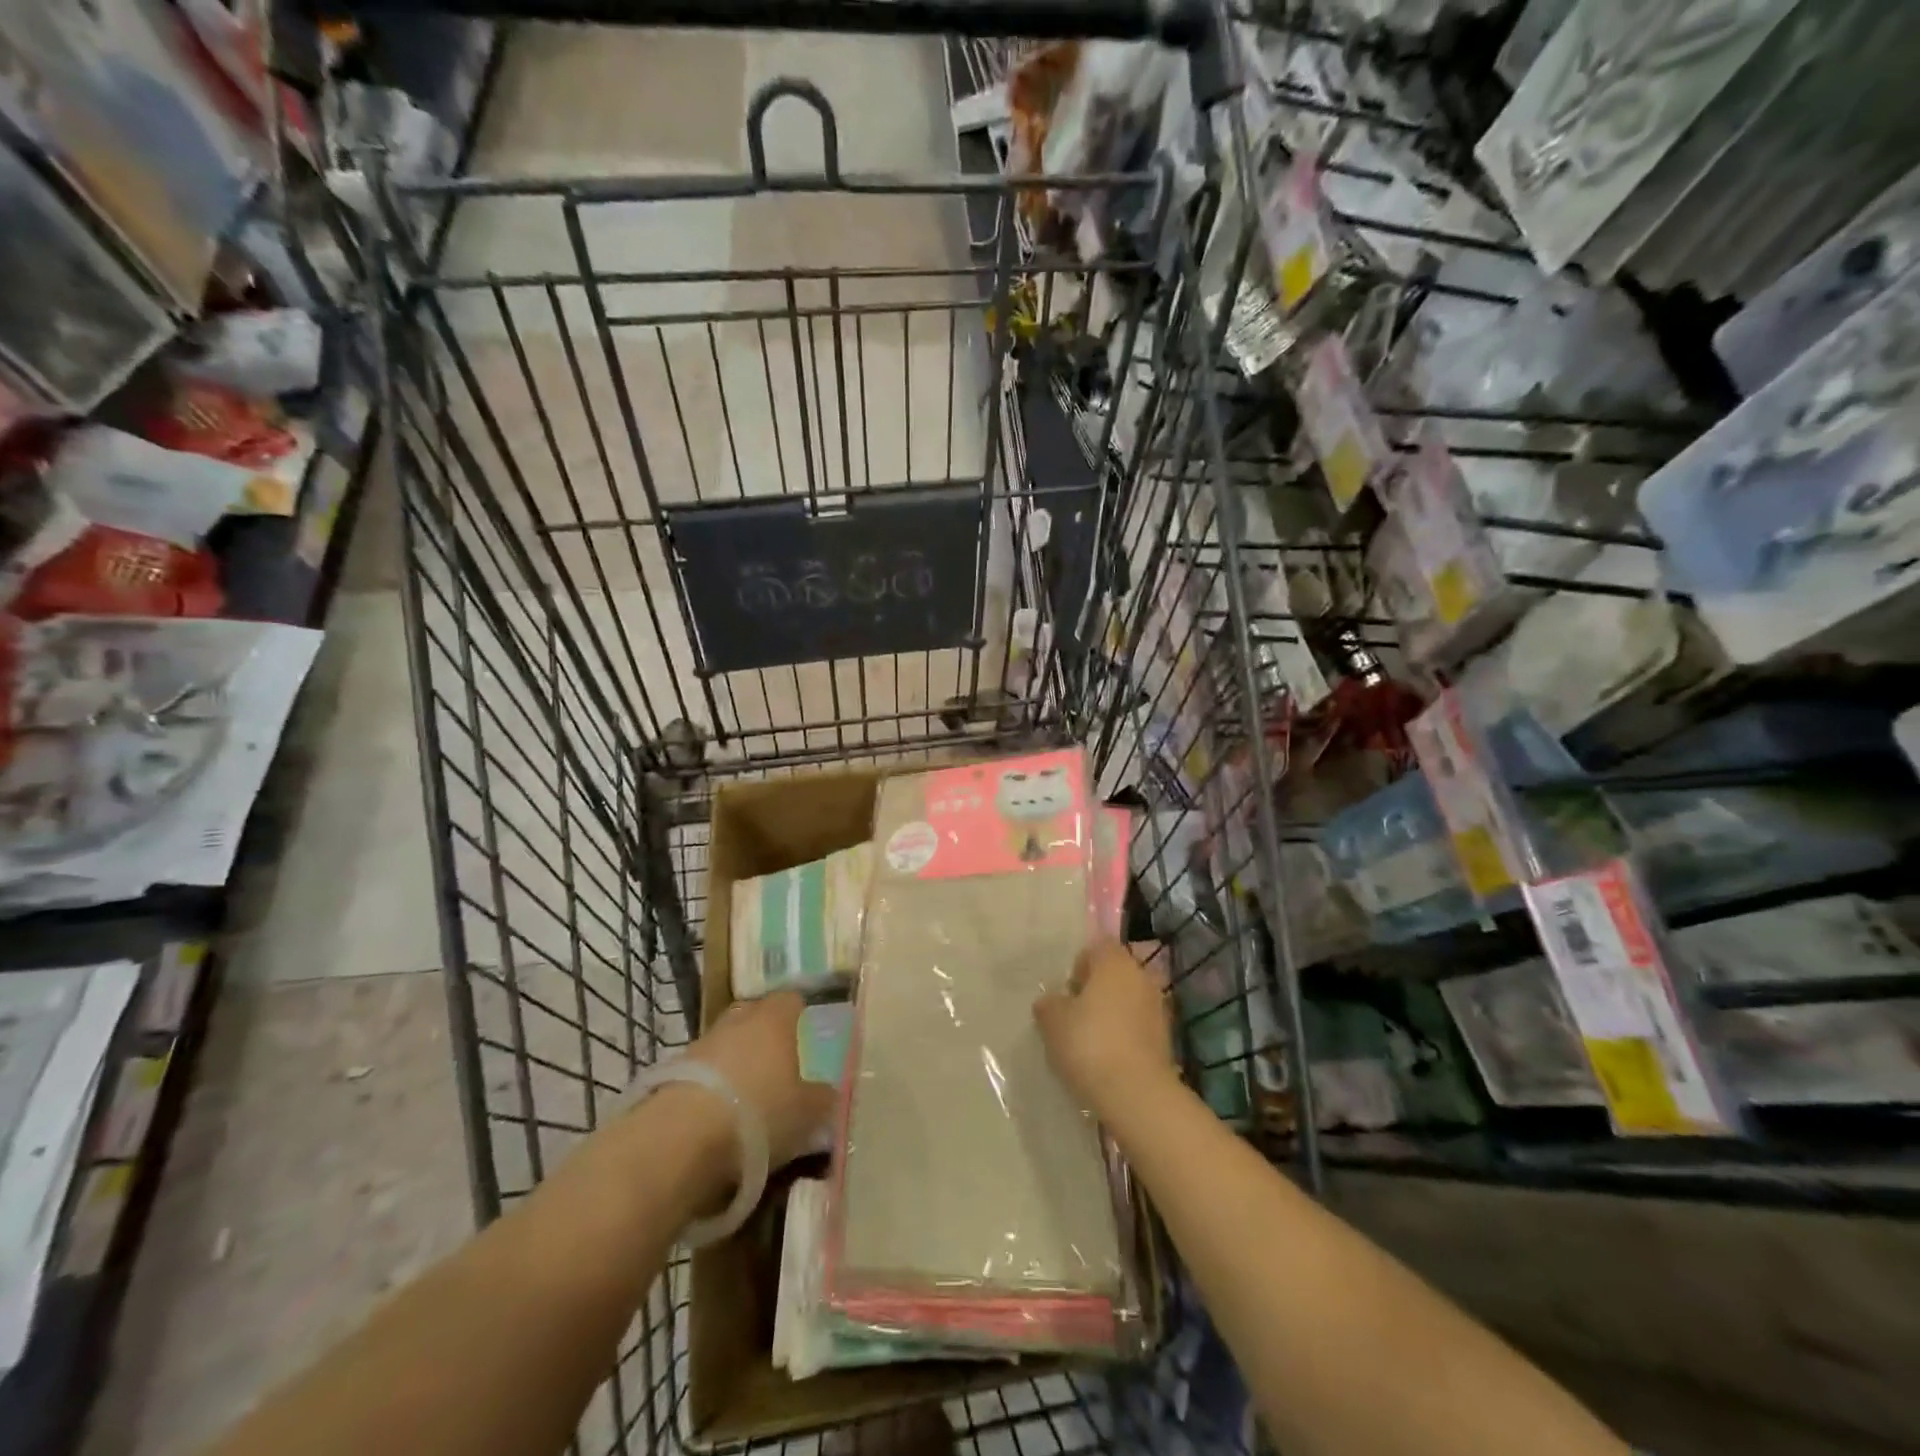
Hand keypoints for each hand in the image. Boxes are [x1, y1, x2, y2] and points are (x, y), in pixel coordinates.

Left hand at [686, 991, 835, 1174]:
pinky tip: (721, 1116)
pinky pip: (703, 1074)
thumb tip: (828, 1092)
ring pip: (726, 1045)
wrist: (681, 1140)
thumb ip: (823, 1098)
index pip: (791, 1000)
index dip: (800, 1015)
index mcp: (773, 1018)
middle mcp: (737, 1021)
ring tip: (749, 1097)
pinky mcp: (672, 1075)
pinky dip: (713, 1088)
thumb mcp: (808, 1112)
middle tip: (780, 1064)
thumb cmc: (760, 1112)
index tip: (808, 1035)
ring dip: (736, 1064)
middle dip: (765, 1036)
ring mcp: (701, 1045)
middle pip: (755, 1017)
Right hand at [1034, 939, 1176, 1115]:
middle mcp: (1142, 976)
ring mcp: (1159, 1008)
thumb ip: (1050, 1004)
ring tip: (1091, 1040)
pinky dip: (1126, 1035)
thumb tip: (1052, 1002)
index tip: (1067, 991)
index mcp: (1115, 962)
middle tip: (1075, 1015)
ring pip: (1129, 1000)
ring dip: (1113, 1013)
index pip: (1097, 947)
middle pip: (1115, 974)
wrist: (1135, 1093)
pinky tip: (1108, 1058)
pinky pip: (1139, 1026)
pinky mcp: (1167, 1038)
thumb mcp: (1053, 1021)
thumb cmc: (1089, 1043)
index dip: (1080, 965)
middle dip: (1097, 990)